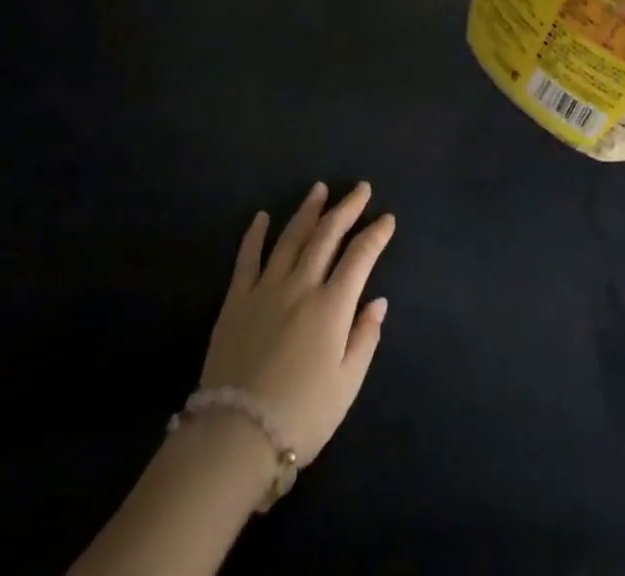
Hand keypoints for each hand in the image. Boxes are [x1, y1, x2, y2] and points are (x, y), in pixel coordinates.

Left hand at [198, 182, 393, 465]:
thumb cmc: (302, 416)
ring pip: (291, 238)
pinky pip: (247, 258)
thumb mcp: (347, 385)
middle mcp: (301, 285)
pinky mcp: (237, 300)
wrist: (236, 435)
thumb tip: (377, 301)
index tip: (387, 218)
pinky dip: (255, 234)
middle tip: (360, 188)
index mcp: (331, 306)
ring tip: (319, 189)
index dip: (376, 234)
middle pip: (327, 235)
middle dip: (346, 208)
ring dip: (308, 211)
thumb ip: (365, 338)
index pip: (359, 257)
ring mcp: (266, 288)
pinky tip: (262, 217)